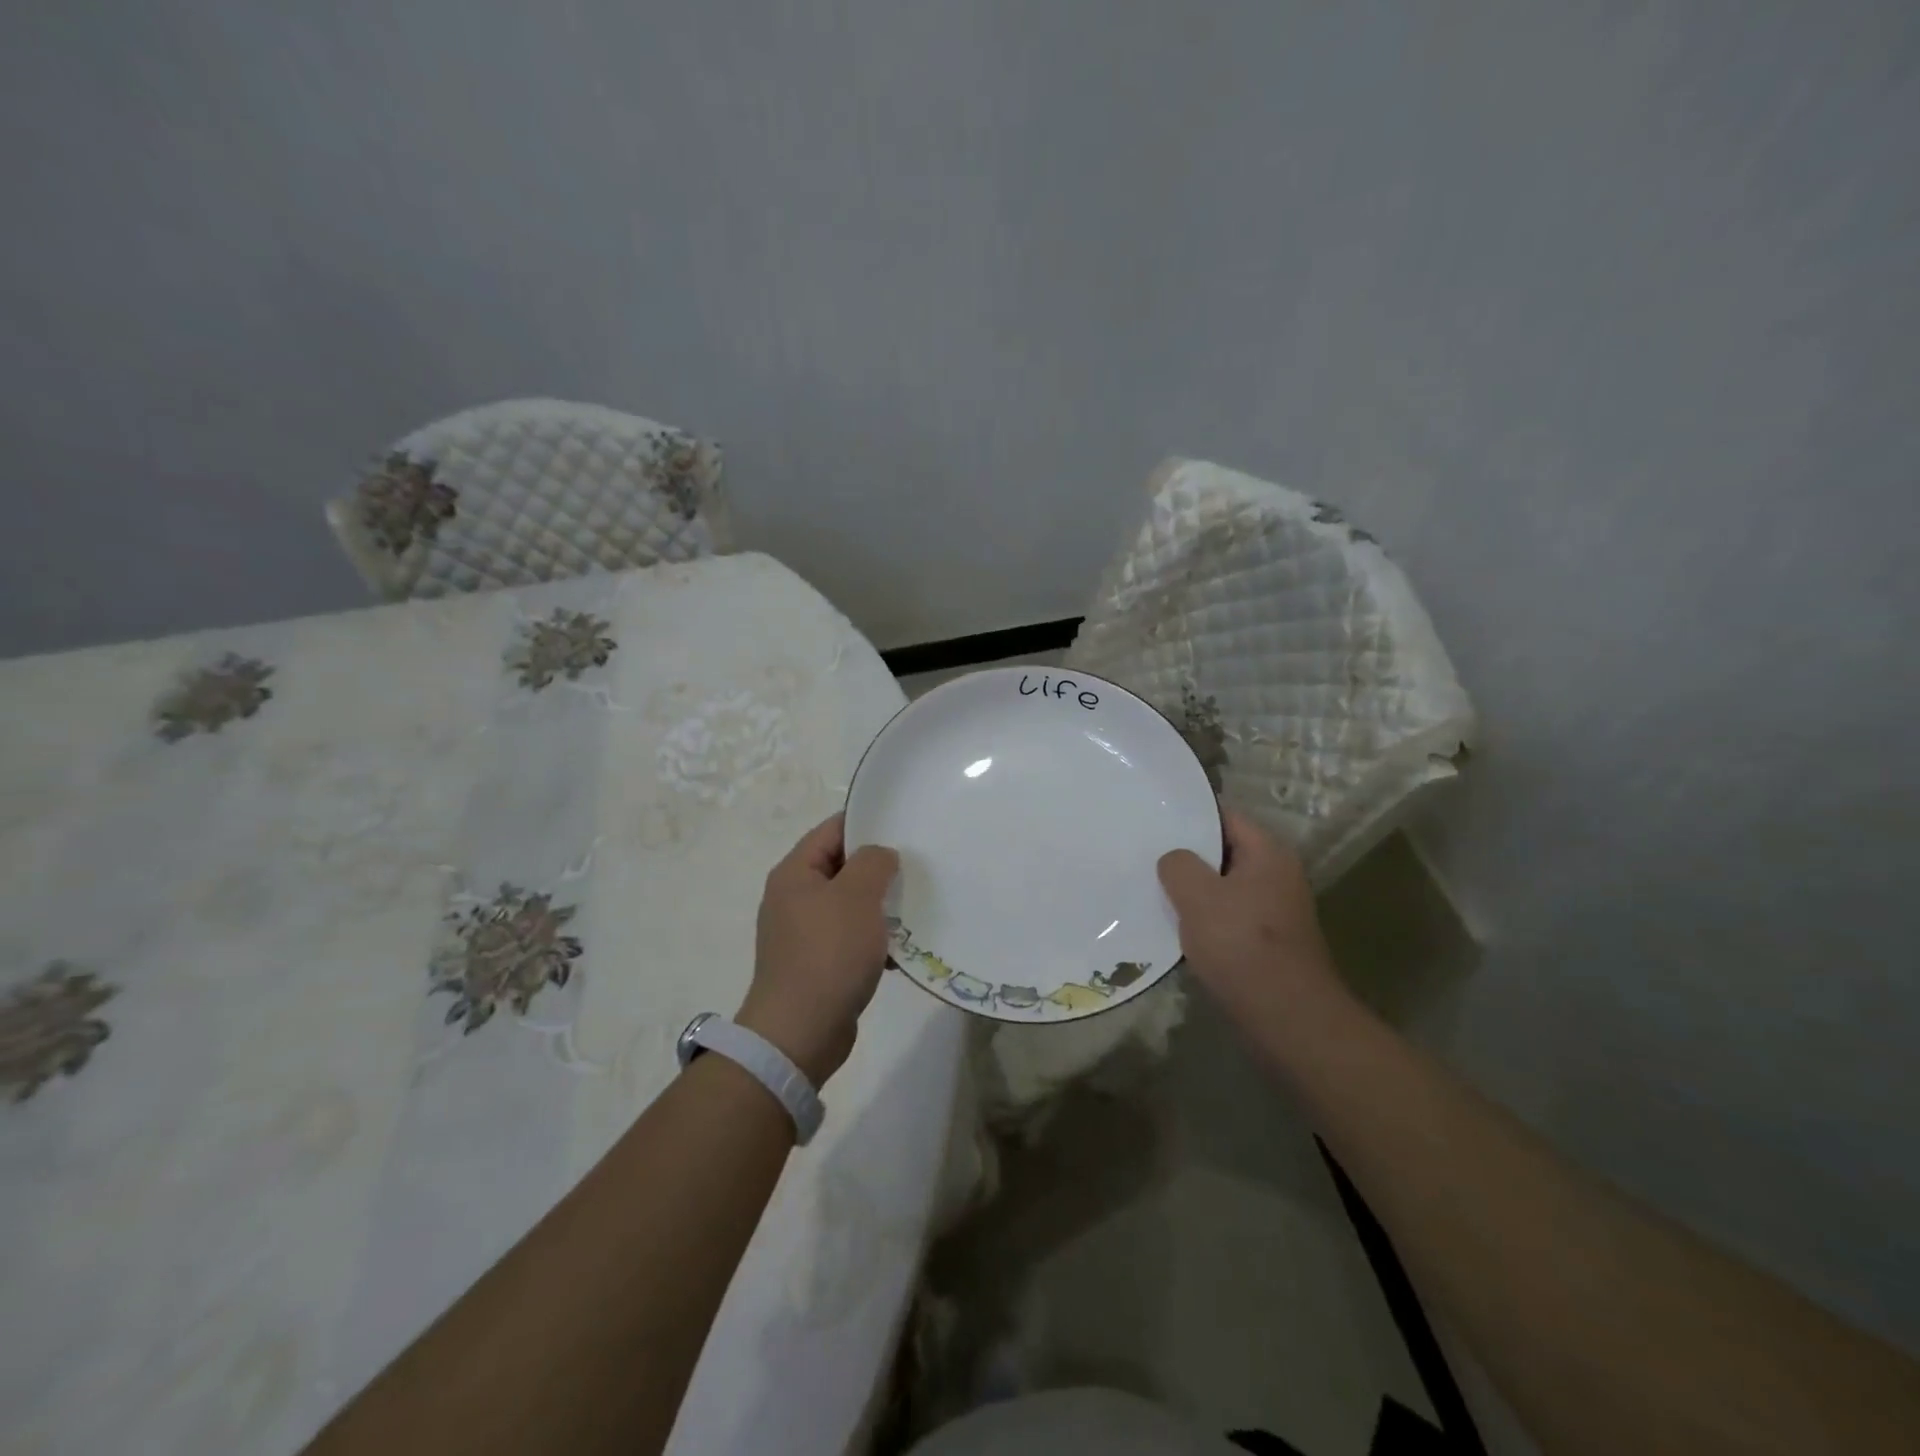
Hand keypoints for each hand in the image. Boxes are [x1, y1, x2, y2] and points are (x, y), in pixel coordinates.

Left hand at [739, 814, 898, 1087]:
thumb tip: (880, 855)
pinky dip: (873, 939)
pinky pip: (849, 938)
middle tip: (917, 867)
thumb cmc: (829, 954)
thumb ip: (873, 862)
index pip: (833, 830)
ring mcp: (803, 933)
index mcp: (795, 873)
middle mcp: (793, 897)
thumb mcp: (857, 896)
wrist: (800, 1033)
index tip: (905, 827)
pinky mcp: (816, 964)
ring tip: (915, 907)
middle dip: (879, 868)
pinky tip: (900, 949)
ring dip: (879, 906)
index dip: (868, 823)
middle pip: (842, 867)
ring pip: (849, 904)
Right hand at [1157, 807, 1347, 1034]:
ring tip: (1152, 888)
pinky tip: (1175, 927)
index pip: (1224, 816)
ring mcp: (1274, 910)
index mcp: (1268, 853)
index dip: (1188, 814)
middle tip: (1144, 853)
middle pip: (1223, 851)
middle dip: (1186, 853)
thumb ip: (1178, 865)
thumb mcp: (1198, 896)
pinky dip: (1204, 918)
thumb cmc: (1242, 945)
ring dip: (1193, 890)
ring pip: (1223, 886)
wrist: (1287, 1017)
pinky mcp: (1267, 941)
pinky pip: (1228, 916)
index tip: (1152, 817)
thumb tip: (1174, 860)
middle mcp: (1277, 874)